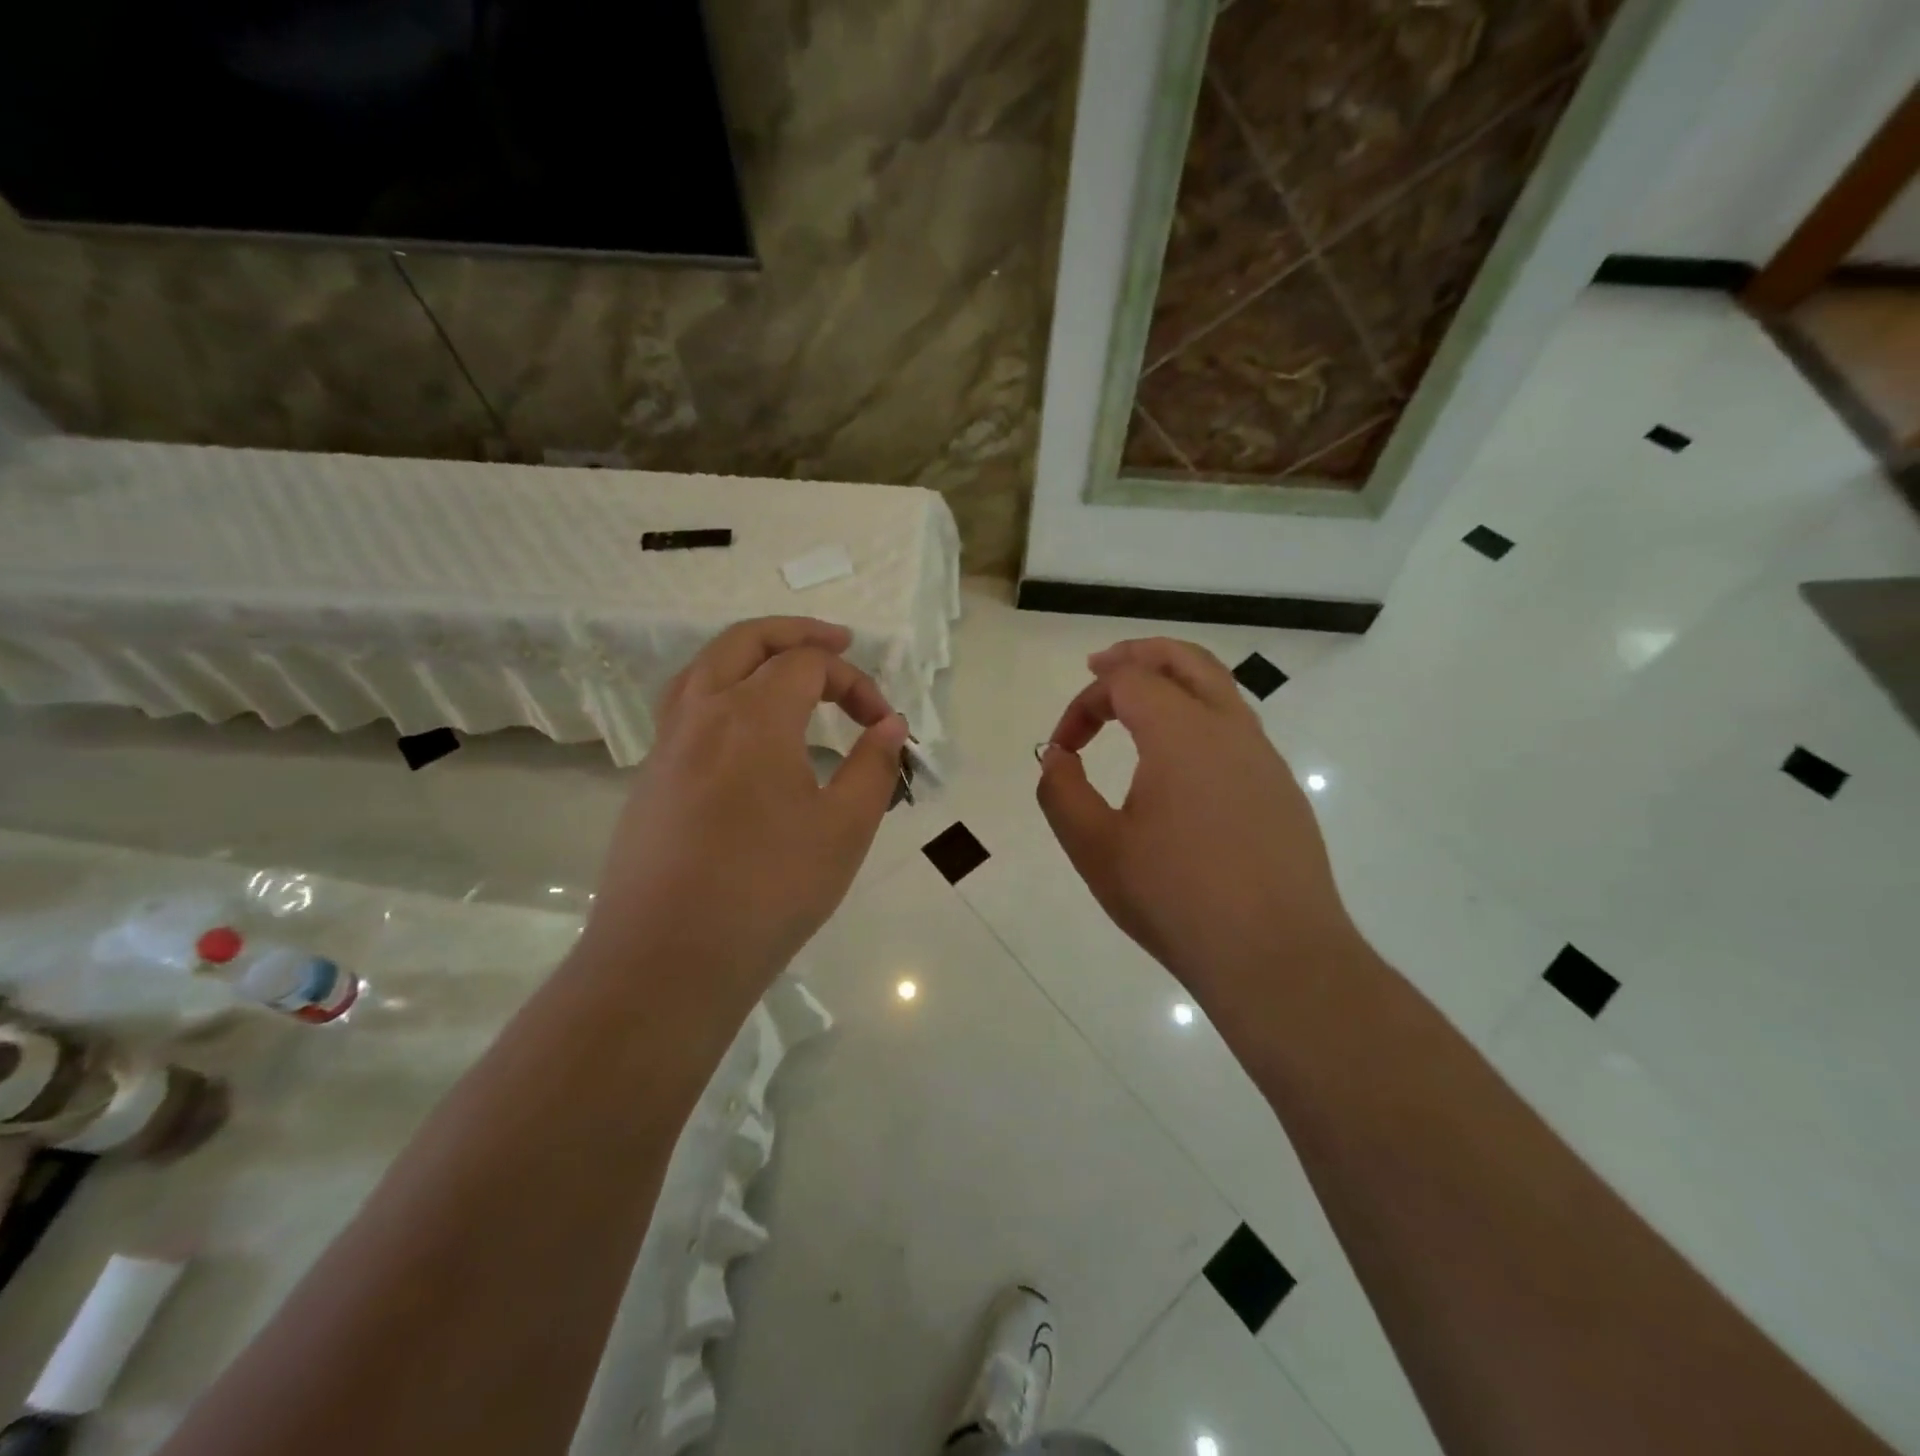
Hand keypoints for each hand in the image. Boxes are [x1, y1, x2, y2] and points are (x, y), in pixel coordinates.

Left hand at [581, 617, 907, 1014]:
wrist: (669, 959)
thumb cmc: (769, 890)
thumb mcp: (844, 829)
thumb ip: (873, 767)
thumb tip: (890, 725)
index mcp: (753, 715)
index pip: (809, 665)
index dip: (855, 682)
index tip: (883, 725)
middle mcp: (702, 713)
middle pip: (746, 641)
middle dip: (796, 634)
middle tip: (838, 642)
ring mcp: (667, 745)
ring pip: (704, 667)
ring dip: (750, 654)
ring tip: (784, 670)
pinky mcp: (649, 779)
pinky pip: (685, 707)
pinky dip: (720, 689)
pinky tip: (741, 729)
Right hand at [1037, 638, 1359, 1010]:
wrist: (1276, 957)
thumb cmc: (1176, 899)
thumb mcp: (1096, 849)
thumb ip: (1062, 793)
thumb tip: (1057, 757)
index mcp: (1182, 733)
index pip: (1126, 682)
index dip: (1084, 703)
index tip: (1063, 748)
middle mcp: (1230, 730)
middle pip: (1186, 660)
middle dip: (1138, 655)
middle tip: (1101, 666)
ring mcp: (1264, 759)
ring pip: (1220, 691)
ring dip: (1174, 683)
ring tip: (1138, 706)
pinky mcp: (1282, 791)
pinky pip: (1237, 730)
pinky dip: (1199, 719)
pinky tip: (1181, 766)